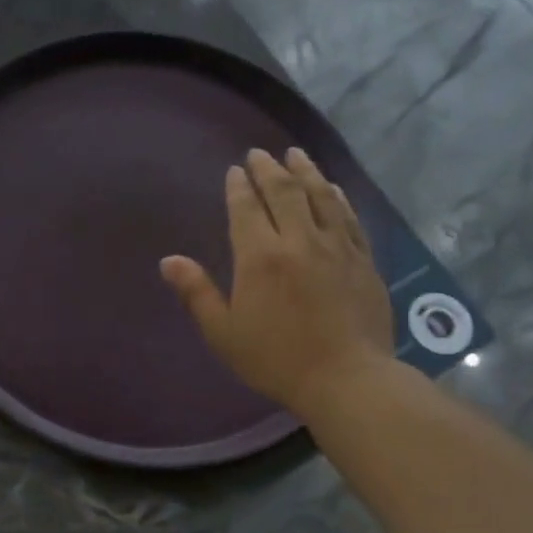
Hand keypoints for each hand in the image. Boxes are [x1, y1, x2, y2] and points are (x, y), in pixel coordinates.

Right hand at [160, 148, 394, 415]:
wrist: (346, 378)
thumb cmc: (275, 359)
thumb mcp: (224, 332)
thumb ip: (197, 293)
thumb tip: (169, 261)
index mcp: (260, 257)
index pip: (246, 209)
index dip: (239, 187)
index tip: (235, 170)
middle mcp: (299, 240)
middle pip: (284, 192)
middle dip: (269, 169)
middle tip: (260, 154)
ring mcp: (336, 246)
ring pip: (320, 196)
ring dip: (305, 171)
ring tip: (296, 154)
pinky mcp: (363, 259)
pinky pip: (348, 216)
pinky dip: (337, 196)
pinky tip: (332, 187)